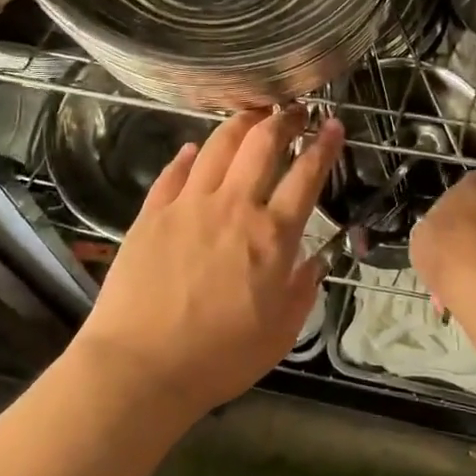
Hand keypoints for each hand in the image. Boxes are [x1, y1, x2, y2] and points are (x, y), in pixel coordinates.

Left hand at [75, 107, 343, 420]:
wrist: (141, 366)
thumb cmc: (219, 358)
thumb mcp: (280, 333)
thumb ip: (302, 290)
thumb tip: (315, 261)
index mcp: (272, 236)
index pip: (306, 176)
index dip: (324, 146)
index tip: (334, 126)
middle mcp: (233, 207)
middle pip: (262, 145)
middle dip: (283, 119)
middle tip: (294, 110)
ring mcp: (188, 206)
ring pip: (217, 147)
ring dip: (239, 124)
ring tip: (251, 114)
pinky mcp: (151, 214)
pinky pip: (173, 173)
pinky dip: (188, 155)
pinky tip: (192, 149)